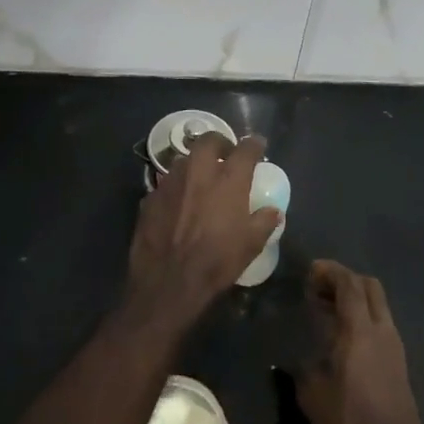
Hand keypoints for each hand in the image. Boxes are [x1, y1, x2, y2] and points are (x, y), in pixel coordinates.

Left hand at [125, 133, 280, 328]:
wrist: (168, 282)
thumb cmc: (216, 261)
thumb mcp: (251, 245)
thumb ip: (264, 222)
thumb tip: (274, 211)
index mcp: (228, 180)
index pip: (245, 149)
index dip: (254, 145)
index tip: (258, 145)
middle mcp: (198, 172)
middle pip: (208, 141)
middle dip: (219, 142)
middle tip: (225, 154)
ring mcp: (171, 183)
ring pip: (183, 160)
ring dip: (195, 164)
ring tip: (200, 178)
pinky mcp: (150, 198)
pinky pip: (166, 184)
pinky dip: (176, 188)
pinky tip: (178, 203)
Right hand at [297, 260, 423, 423]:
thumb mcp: (313, 395)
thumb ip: (305, 365)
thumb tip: (300, 357)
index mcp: (360, 330)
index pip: (350, 284)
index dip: (330, 272)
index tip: (311, 270)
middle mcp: (383, 331)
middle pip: (370, 287)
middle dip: (345, 280)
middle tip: (318, 288)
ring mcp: (395, 347)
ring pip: (378, 306)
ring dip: (355, 299)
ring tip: (326, 311)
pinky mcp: (399, 364)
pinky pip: (381, 325)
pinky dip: (362, 318)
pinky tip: (343, 337)